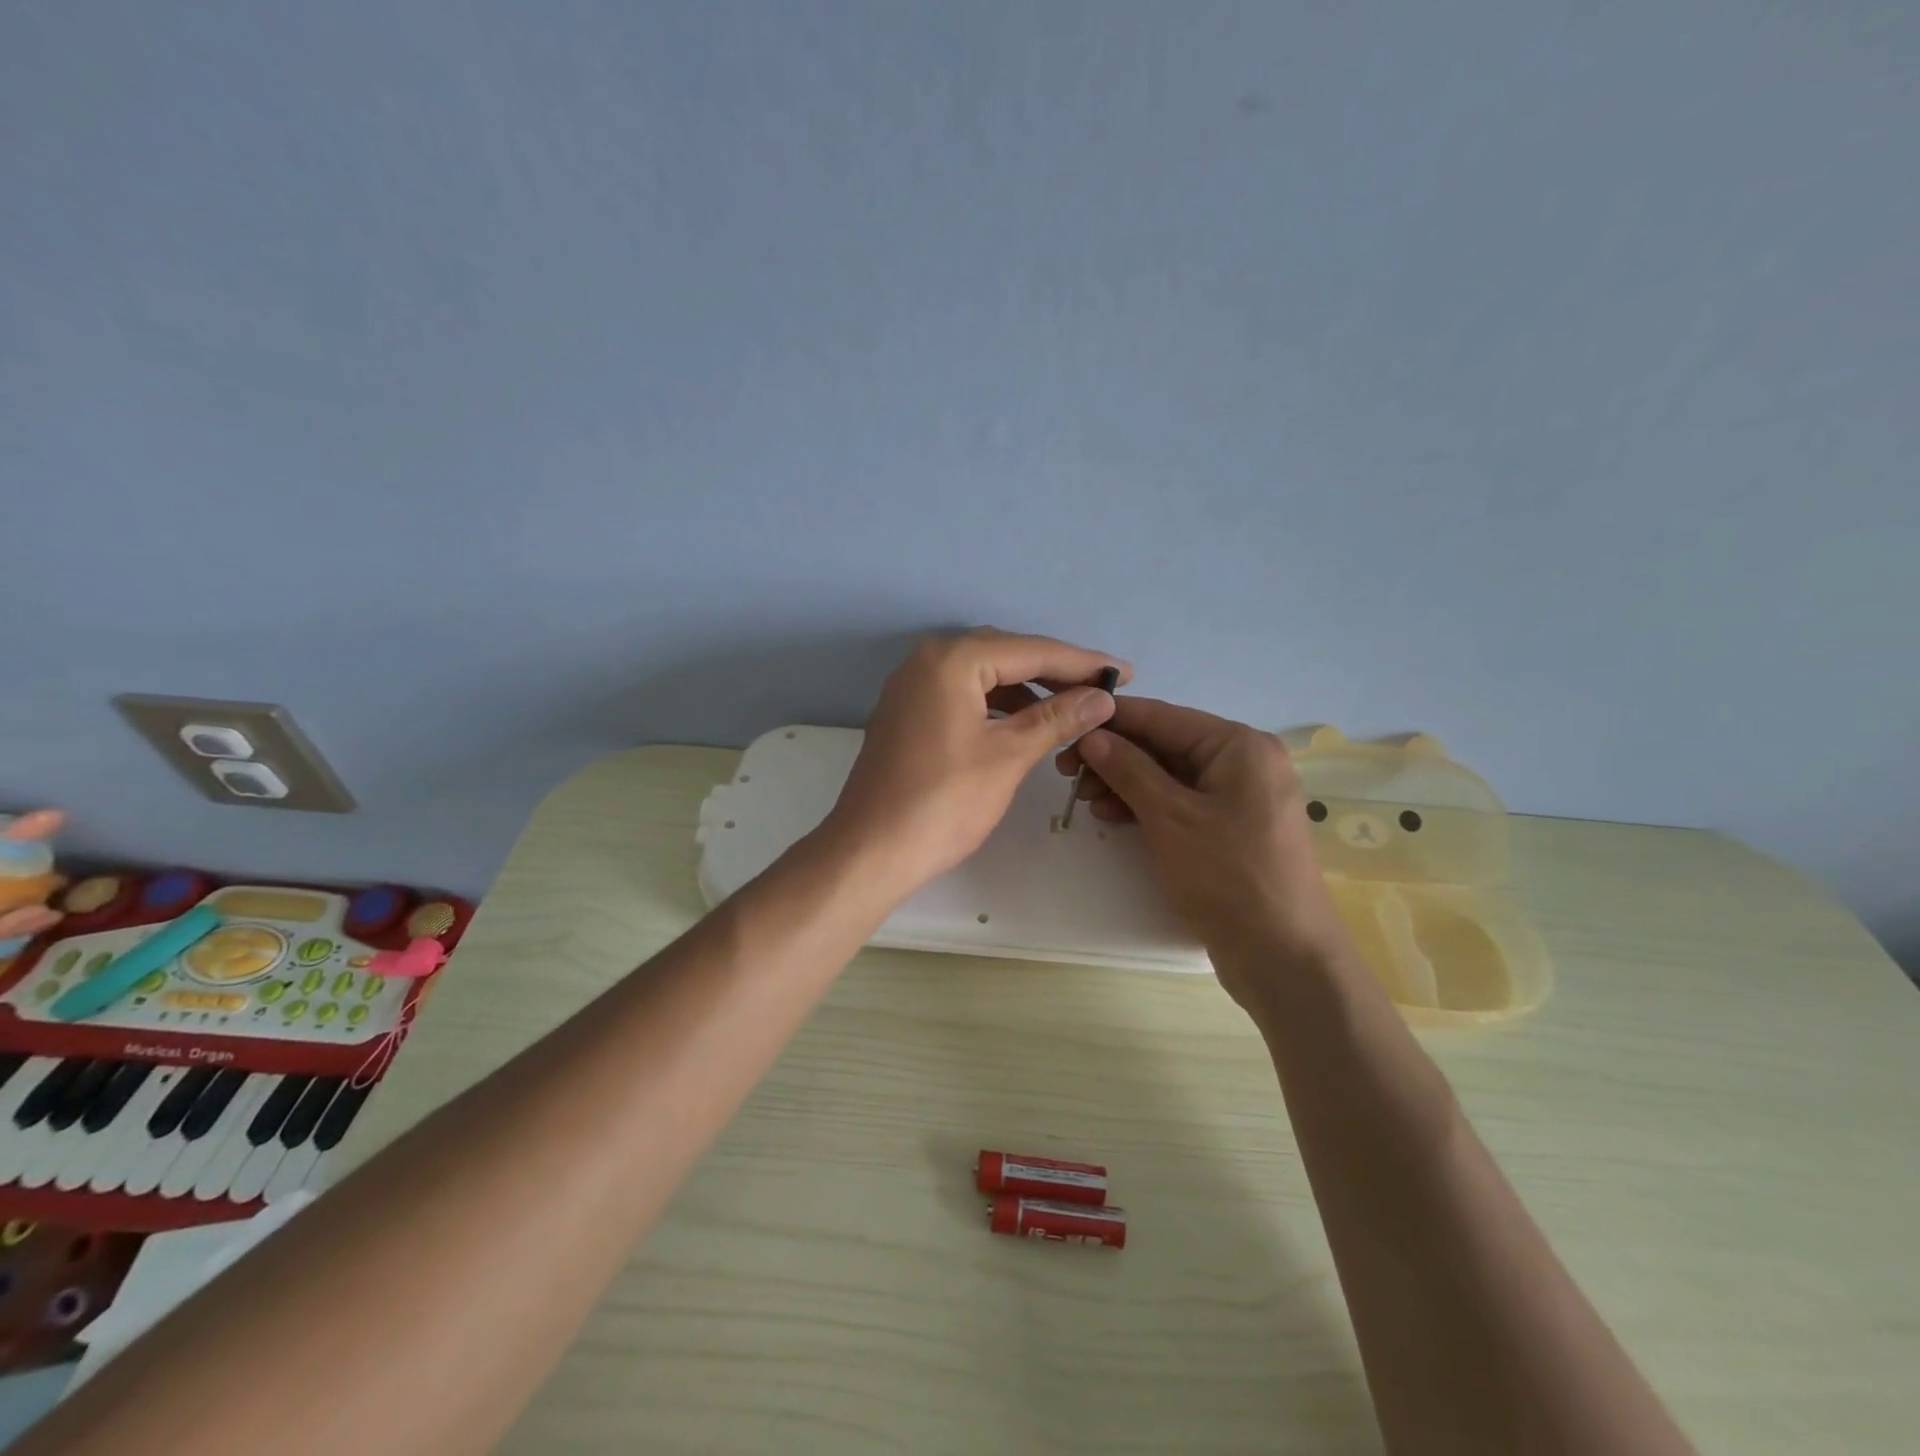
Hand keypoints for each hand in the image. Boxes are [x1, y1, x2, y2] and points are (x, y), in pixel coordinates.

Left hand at [819, 629, 1128, 901]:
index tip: (1125, 671)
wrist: (871, 850)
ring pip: (982, 675)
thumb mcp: (1008, 755)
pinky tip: (1022, 722)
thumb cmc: (944, 801)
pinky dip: (996, 704)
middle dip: (1055, 671)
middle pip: (1005, 654)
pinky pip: (962, 695)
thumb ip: (1057, 718)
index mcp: (952, 659)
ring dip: (1026, 688)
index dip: (1082, 661)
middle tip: (1100, 689)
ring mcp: (911, 687)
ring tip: (1069, 707)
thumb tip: (1101, 697)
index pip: (1030, 650)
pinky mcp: (906, 714)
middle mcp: (927, 660)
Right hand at [1059, 699, 1350, 1010]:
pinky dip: (1147, 807)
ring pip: (1170, 776)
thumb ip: (1128, 769)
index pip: (1164, 716)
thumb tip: (1092, 736)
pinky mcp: (1232, 829)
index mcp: (1239, 745)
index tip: (1066, 726)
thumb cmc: (1226, 875)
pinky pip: (1182, 803)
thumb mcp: (1169, 817)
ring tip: (1084, 800)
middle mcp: (1245, 762)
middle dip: (1116, 757)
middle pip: (1166, 745)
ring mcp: (1240, 797)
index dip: (1112, 720)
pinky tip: (1112, 817)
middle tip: (1066, 772)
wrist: (1283, 956)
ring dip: (1126, 783)